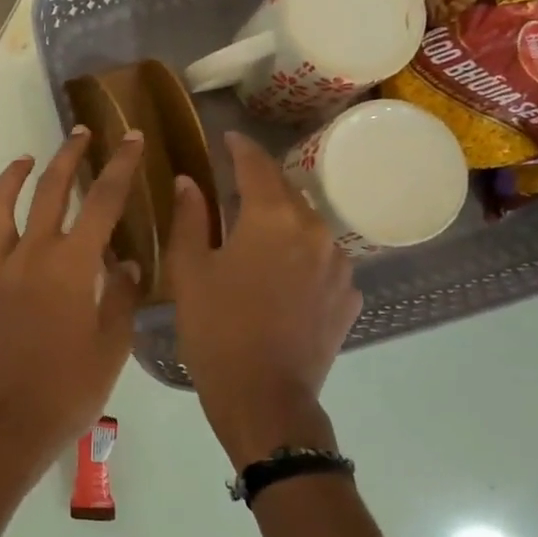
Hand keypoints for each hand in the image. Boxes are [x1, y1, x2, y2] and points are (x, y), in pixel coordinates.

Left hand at [0, 127, 144, 493]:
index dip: (119, 166)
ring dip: (12, 177)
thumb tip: (123, 262)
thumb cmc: (68, 390)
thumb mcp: (111, 346)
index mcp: (70, 265)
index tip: (131, 137)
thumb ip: (119, 296)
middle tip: (83, 133)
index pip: (101, 201)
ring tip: (26, 159)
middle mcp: (29, 255)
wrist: (7, 424)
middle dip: (69, 156)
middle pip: (48, 190)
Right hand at [166, 131, 361, 467]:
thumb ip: (189, 219)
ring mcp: (339, 265)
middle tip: (234, 190)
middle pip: (287, 192)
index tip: (227, 138)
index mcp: (272, 218)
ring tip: (257, 236)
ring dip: (283, 222)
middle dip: (261, 185)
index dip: (240, 147)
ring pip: (309, 226)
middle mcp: (315, 230)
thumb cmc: (216, 330)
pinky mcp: (348, 297)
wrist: (265, 398)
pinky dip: (302, 257)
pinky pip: (323, 261)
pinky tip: (281, 278)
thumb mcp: (189, 272)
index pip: (256, 164)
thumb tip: (190, 182)